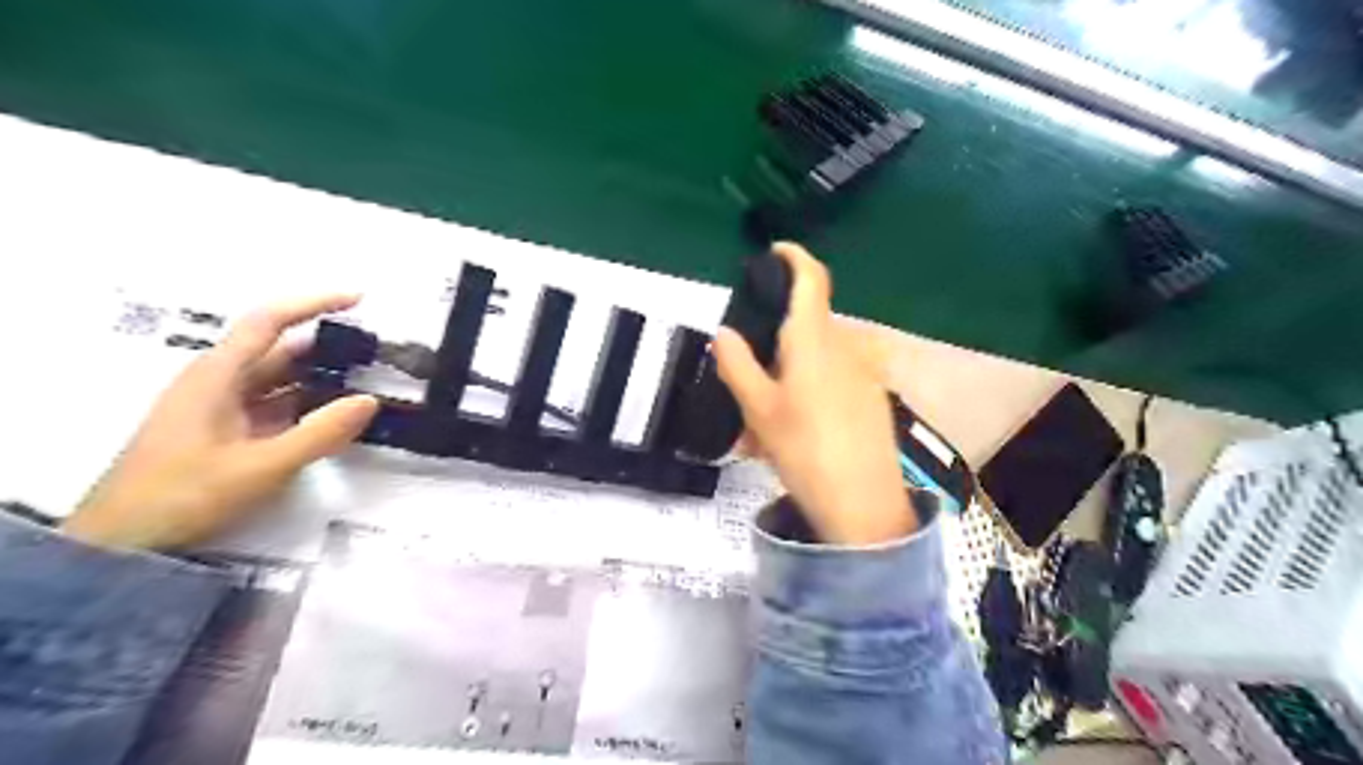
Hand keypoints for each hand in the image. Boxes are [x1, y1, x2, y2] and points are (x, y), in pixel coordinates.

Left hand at [66, 296, 374, 553]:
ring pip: (281, 381)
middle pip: (280, 351)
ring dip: (321, 380)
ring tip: (368, 384)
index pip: (268, 322)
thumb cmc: (185, 494)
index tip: (358, 300)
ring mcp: (222, 408)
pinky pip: (276, 407)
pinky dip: (308, 407)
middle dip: (328, 349)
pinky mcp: (227, 431)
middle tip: (376, 355)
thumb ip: (320, 432)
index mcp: (217, 376)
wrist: (124, 541)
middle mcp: (219, 383)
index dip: (313, 304)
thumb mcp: (262, 466)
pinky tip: (336, 419)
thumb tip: (369, 400)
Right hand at [713, 242, 914, 546]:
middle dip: (776, 343)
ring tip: (763, 421)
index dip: (795, 256)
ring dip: (789, 377)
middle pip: (807, 326)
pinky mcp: (871, 399)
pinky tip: (793, 435)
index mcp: (813, 340)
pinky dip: (808, 395)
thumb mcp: (758, 410)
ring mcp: (862, 374)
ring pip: (817, 361)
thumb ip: (737, 365)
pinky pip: (833, 383)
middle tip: (747, 376)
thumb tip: (724, 333)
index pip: (811, 279)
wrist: (864, 504)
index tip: (775, 252)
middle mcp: (844, 348)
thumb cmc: (805, 450)